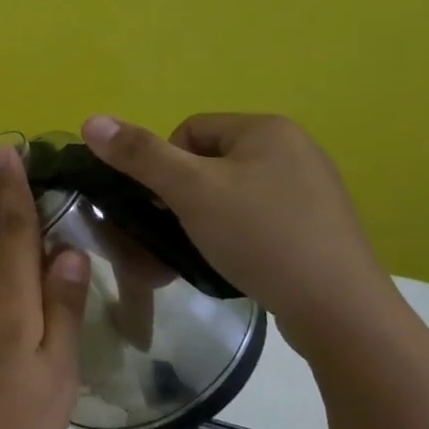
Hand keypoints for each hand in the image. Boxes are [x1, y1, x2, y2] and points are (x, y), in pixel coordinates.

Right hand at [79, 113, 395, 347]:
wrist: (338, 308)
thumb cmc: (259, 236)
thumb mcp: (190, 191)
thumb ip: (140, 155)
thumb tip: (90, 120)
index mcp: (266, 128)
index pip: (189, 131)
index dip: (165, 167)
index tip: (168, 206)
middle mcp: (295, 148)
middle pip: (209, 161)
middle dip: (186, 195)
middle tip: (184, 230)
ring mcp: (312, 188)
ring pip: (233, 191)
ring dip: (209, 216)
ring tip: (209, 249)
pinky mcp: (319, 225)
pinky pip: (260, 216)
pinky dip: (240, 234)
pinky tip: (240, 260)